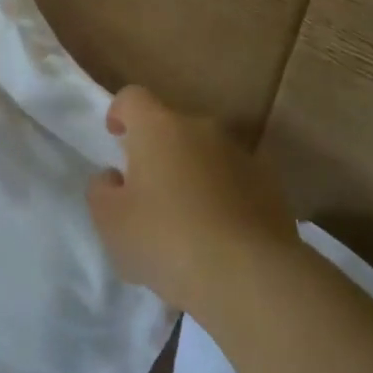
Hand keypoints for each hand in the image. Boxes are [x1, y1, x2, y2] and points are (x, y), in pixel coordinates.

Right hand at [88, 85, 297, 316]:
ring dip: (193, 173)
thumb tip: (114, 176)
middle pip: (172, 127)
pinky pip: (236, 179)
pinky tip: (220, 234)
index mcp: (158, 127)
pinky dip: (224, 195)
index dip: (119, 112)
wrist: (248, 274)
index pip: (133, 98)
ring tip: (187, 221)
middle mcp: (202, 128)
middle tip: (148, 193)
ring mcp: (241, 153)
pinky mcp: (270, 183)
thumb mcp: (111, 222)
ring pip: (206, 154)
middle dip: (158, 152)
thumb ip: (102, 190)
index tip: (115, 137)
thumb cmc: (166, 240)